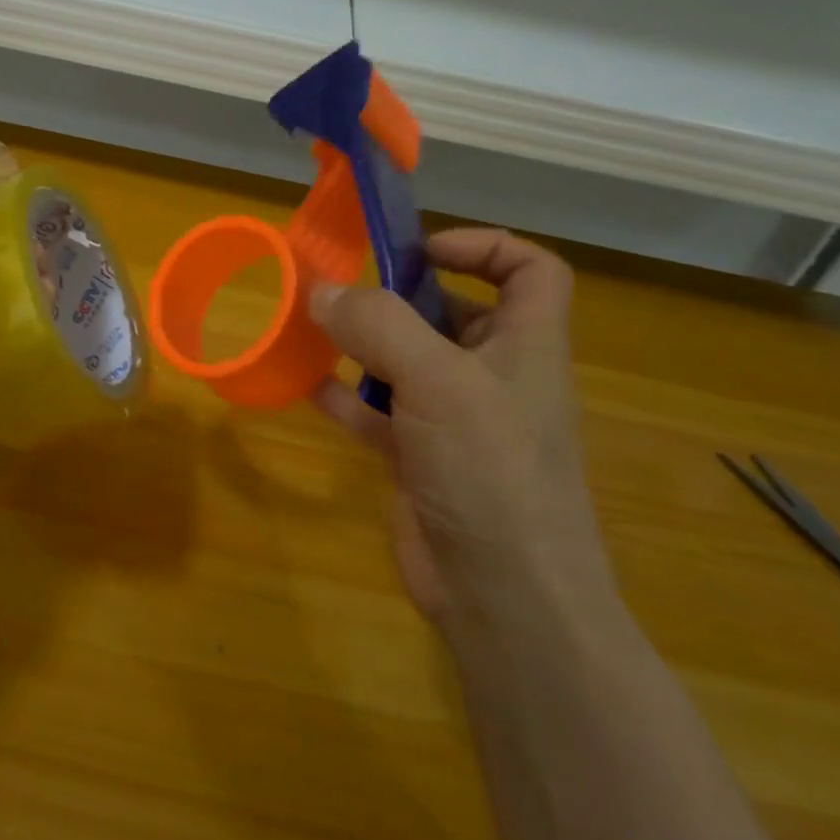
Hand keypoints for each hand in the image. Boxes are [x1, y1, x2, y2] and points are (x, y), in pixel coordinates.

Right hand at [311, 229, 615, 627]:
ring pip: (408, 361)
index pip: (530, 271)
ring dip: (364, 343)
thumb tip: (322, 290)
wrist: (502, 593)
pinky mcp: (420, 456)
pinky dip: (346, 394)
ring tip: (314, 328)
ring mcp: (455, 419)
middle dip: (401, 295)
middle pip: (454, 312)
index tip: (420, 250)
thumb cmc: (490, 470)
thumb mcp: (438, 381)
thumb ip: (378, 325)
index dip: (483, 246)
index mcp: (525, 345)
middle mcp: (494, 375)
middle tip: (343, 291)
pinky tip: (308, 385)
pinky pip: (378, 410)